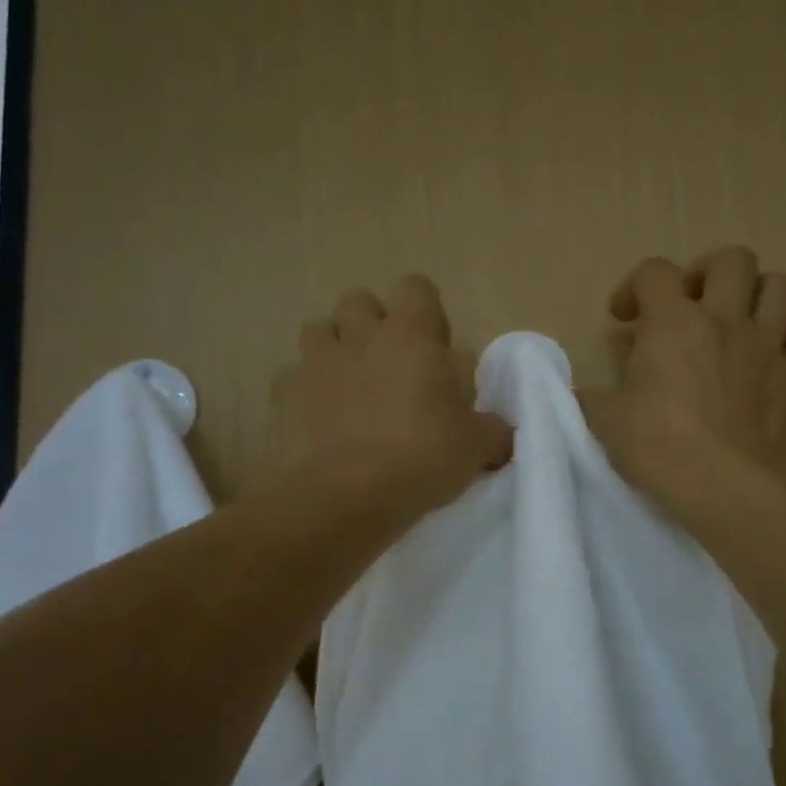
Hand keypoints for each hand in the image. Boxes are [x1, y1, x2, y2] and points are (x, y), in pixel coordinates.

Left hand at [264, 275, 512, 519]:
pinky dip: (305, 390)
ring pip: (318, 331)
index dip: (426, 311)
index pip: (417, 288)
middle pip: (359, 301)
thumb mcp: (476, 447)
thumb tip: (502, 432)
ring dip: (335, 348)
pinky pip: (292, 378)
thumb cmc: (422, 458)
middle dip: (373, 324)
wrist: (348, 497)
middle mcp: (360, 336)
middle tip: (391, 364)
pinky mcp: (283, 396)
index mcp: (410, 336)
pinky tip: (319, 418)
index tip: (435, 346)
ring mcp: (316, 363)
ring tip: (350, 385)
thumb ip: (493, 430)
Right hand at [581, 247, 785, 511]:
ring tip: (738, 320)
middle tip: (690, 305)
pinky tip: (775, 359)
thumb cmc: (657, 447)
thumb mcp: (603, 420)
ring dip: (759, 295)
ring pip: (782, 287)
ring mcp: (768, 346)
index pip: (654, 271)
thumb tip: (577, 390)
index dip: (634, 286)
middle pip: (732, 259)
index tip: (623, 319)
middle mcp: (725, 320)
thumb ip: (588, 395)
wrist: (723, 486)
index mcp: (673, 322)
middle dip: (707, 272)